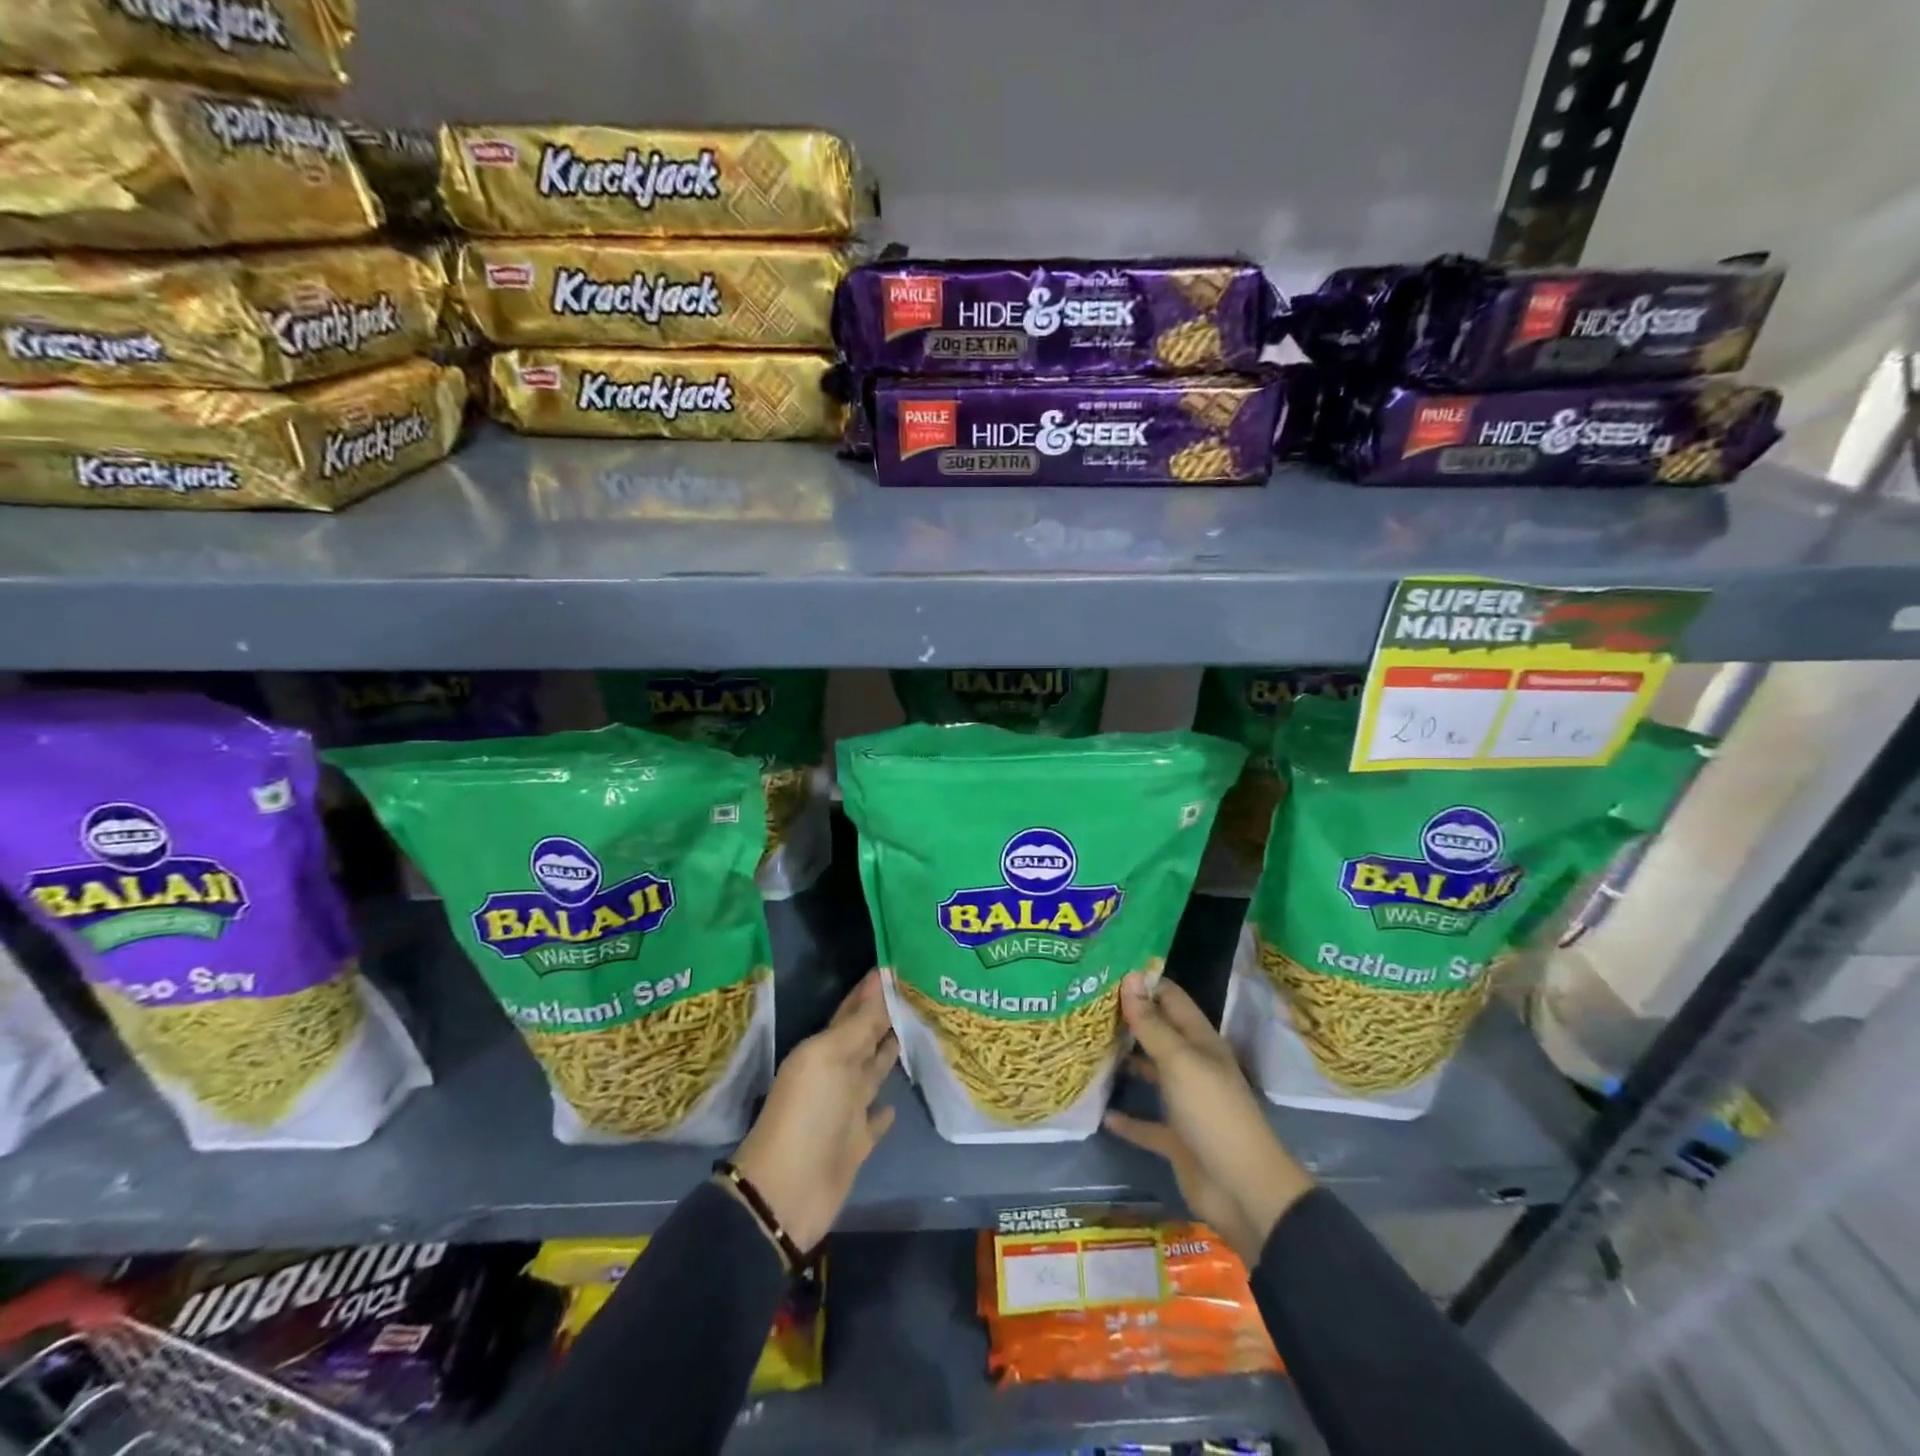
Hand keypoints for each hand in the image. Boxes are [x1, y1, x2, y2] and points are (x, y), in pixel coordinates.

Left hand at [728, 971, 898, 1251]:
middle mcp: (837, 1073)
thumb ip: (858, 1024)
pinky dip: (886, 1110)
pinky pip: (876, 1119)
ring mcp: (847, 1109)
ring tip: (917, 1031)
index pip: (854, 1011)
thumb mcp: (829, 1058)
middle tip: (919, 991)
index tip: (898, 965)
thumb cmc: (807, 1114)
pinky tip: (899, 1102)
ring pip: (874, 1072)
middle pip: (866, 1038)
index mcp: (825, 1049)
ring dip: (890, 1054)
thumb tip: (879, 980)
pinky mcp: (857, 1142)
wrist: (787, 1191)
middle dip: (887, 1016)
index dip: (872, 990)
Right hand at [1104, 974, 1313, 1264]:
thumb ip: (1152, 1024)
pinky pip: (1146, 1124)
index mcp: (1200, 1042)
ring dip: (1126, 1063)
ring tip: (1088, 1048)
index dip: (1143, 983)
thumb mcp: (1180, 1061)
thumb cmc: (1213, 1113)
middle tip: (1087, 1005)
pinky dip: (1127, 1119)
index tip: (1106, 972)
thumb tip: (1130, 977)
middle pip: (1158, 1034)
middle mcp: (1193, 1066)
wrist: (1243, 1190)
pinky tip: (1102, 1113)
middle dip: (1128, 1020)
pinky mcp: (1177, 1139)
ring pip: (1151, 1074)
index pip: (1170, 999)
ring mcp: (1186, 1103)